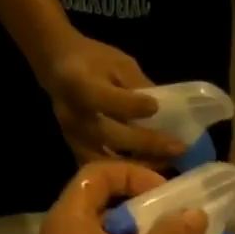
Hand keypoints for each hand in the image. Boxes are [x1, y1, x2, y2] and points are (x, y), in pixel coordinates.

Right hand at [41, 37, 186, 168]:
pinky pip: (102, 169)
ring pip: (106, 160)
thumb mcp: (119, 63)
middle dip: (147, 143)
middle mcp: (74, 115)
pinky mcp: (75, 151)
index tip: (155, 107)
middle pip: (110, 135)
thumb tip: (167, 112)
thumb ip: (139, 87)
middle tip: (178, 148)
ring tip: (167, 163)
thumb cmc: (92, 60)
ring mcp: (73, 137)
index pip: (104, 99)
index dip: (131, 105)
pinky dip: (125, 174)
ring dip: (139, 164)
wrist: (56, 65)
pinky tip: (148, 172)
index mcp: (79, 84)